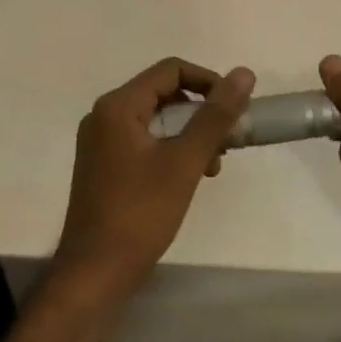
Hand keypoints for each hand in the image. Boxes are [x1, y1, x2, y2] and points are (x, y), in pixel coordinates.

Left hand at [54, 58, 254, 298]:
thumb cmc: (141, 212)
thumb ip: (215, 116)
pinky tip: (191, 176)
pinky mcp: (105, 165)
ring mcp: (102, 142)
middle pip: (164, 93)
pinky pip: (145, 141)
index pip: (171, 70)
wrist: (96, 271)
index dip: (209, 82)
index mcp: (118, 106)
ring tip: (213, 165)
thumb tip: (244, 74)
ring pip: (157, 120)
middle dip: (201, 113)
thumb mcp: (185, 161)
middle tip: (228, 142)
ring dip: (190, 134)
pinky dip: (172, 150)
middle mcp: (105, 116)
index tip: (235, 108)